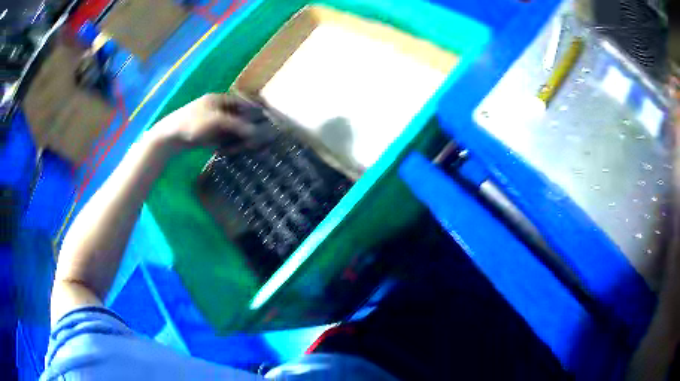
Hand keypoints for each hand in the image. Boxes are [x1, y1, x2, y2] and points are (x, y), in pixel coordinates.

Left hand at [146, 93, 258, 151]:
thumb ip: (237, 125)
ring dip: (239, 137)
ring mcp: (212, 122)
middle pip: (239, 116)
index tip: (266, 120)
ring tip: (245, 146)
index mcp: (219, 99)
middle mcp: (218, 109)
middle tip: (257, 137)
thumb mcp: (216, 122)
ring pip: (232, 128)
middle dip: (248, 127)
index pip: (242, 102)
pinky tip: (231, 150)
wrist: (169, 137)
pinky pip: (224, 137)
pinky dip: (230, 143)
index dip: (254, 110)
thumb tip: (257, 132)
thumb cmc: (192, 123)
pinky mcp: (208, 134)